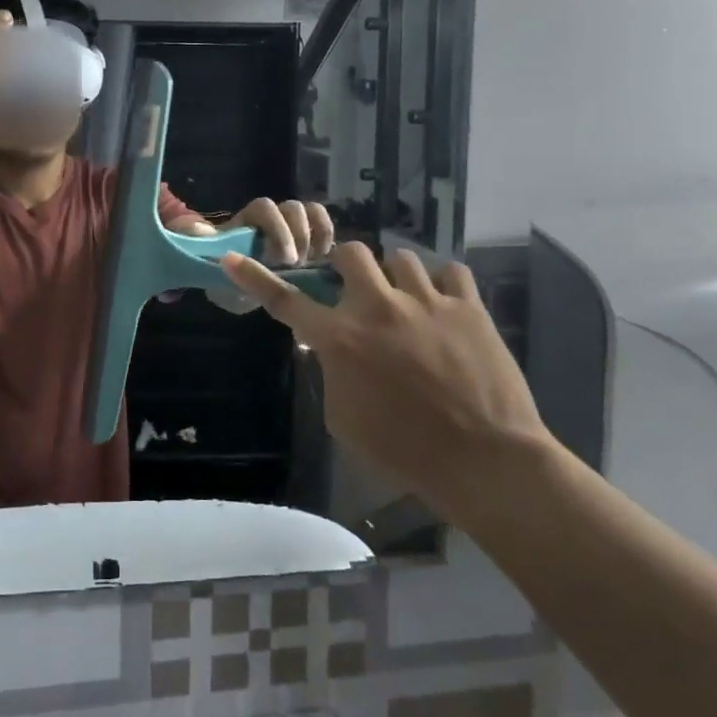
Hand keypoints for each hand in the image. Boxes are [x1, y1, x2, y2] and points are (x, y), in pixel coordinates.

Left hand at [177, 198, 334, 264]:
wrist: (236, 289)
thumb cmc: (222, 272)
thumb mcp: (207, 262)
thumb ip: (202, 244)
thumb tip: (195, 230)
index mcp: (247, 220)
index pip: (264, 207)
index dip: (277, 228)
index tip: (282, 258)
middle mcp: (272, 218)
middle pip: (292, 208)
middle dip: (298, 235)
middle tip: (296, 266)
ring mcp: (292, 226)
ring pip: (311, 212)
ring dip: (315, 236)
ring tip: (313, 264)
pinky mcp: (308, 240)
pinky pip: (323, 225)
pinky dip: (327, 237)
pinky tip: (325, 262)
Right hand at [219, 245, 552, 518]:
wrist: (485, 462)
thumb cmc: (405, 450)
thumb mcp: (344, 418)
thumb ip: (331, 372)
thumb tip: (329, 348)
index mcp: (341, 340)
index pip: (286, 301)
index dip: (254, 278)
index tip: (231, 259)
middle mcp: (378, 308)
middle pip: (351, 254)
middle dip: (349, 268)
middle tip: (360, 292)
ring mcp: (426, 301)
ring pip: (401, 258)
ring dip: (397, 279)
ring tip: (409, 304)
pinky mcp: (468, 306)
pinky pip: (450, 271)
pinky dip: (443, 284)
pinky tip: (445, 306)